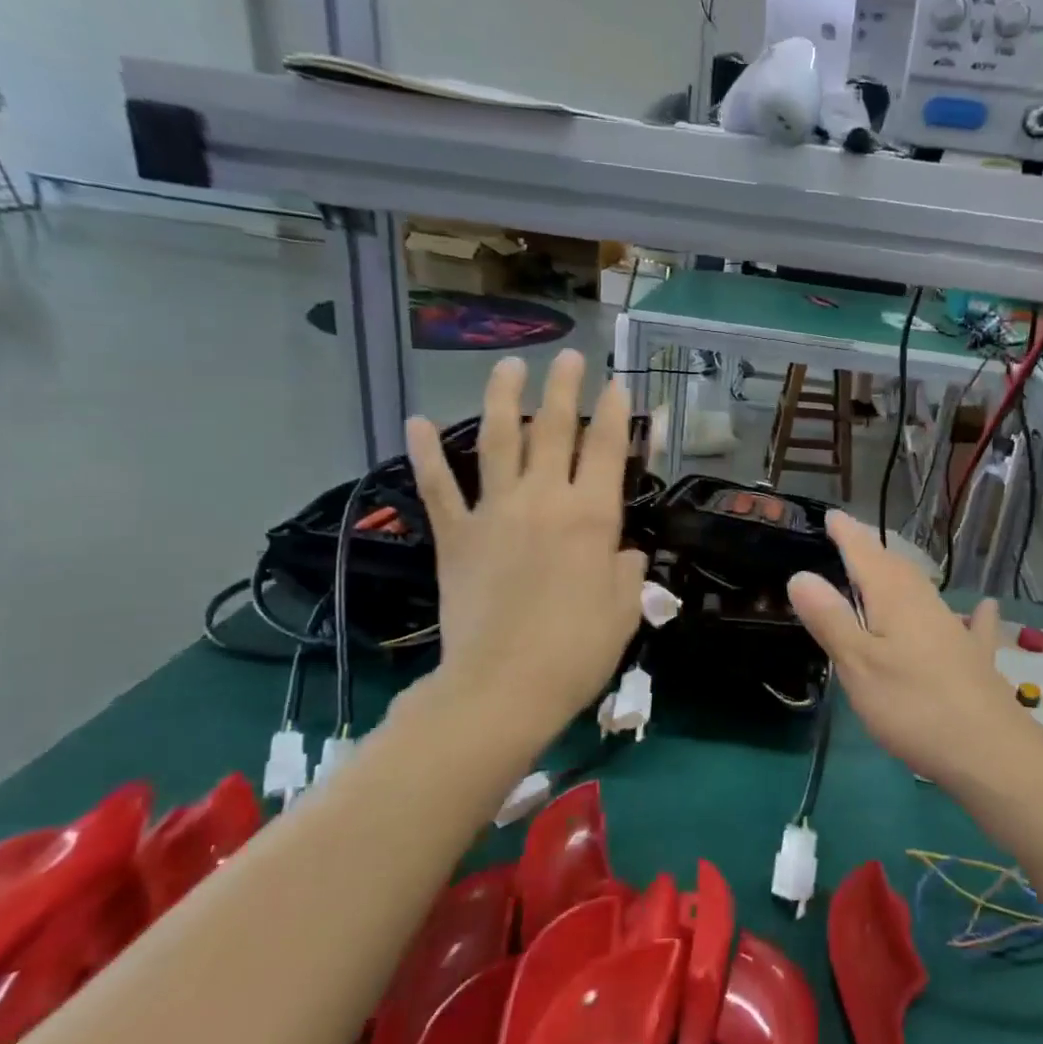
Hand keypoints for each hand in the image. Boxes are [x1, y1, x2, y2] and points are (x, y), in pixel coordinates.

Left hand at [404, 351, 646, 737]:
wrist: (502, 687)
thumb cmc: (576, 650)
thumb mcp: (624, 609)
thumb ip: (627, 570)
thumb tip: (620, 552)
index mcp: (591, 517)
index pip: (608, 449)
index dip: (616, 413)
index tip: (617, 383)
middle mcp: (544, 500)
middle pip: (554, 429)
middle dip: (564, 388)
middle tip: (568, 356)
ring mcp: (494, 513)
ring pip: (498, 441)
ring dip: (502, 398)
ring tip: (508, 364)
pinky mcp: (456, 536)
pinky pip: (438, 487)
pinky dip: (425, 454)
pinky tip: (415, 422)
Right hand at [787, 511, 1038, 786]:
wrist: (989, 751)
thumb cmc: (912, 706)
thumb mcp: (858, 664)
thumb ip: (830, 619)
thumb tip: (800, 574)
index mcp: (894, 599)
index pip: (865, 554)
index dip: (847, 534)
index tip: (832, 515)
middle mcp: (926, 604)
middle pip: (895, 567)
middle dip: (871, 551)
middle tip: (851, 540)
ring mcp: (954, 629)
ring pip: (923, 590)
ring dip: (902, 575)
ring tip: (888, 569)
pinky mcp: (973, 658)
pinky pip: (969, 624)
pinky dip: (970, 612)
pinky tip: (983, 608)